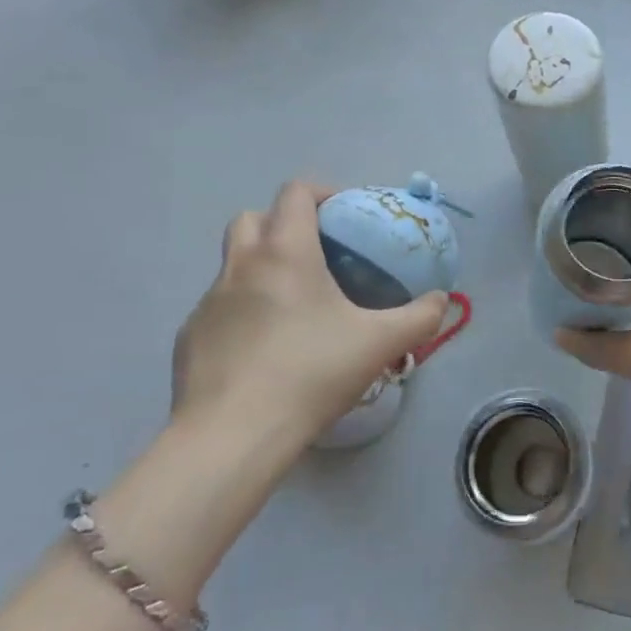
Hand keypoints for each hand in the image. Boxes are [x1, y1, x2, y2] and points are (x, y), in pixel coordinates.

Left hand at [171, 181, 448, 468]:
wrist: (232, 437)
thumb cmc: (310, 373)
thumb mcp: (380, 343)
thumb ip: (420, 317)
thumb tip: (442, 301)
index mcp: (285, 252)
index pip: (295, 192)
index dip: (321, 192)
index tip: (344, 215)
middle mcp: (240, 265)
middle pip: (253, 218)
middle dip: (282, 224)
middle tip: (315, 255)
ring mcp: (208, 302)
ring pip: (233, 264)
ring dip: (260, 269)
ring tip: (292, 307)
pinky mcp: (189, 339)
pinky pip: (219, 308)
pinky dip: (242, 312)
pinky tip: (263, 349)